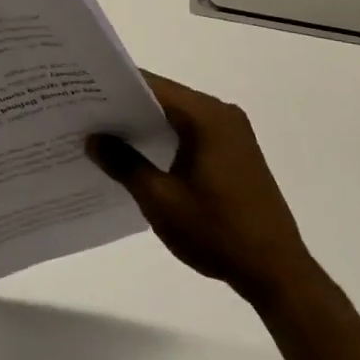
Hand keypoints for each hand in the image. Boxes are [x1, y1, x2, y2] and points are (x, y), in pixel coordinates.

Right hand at [88, 73, 309, 304]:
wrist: (277, 273)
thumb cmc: (217, 232)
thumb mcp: (160, 200)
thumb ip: (124, 164)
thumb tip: (93, 139)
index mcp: (206, 116)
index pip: (153, 86)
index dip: (116, 87)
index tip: (82, 91)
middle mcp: (222, 114)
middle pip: (165, 98)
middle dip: (126, 106)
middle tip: (84, 113)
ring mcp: (232, 134)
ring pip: (177, 117)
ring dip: (145, 124)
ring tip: (103, 133)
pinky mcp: (235, 154)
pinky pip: (191, 133)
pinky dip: (165, 139)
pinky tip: (138, 155)